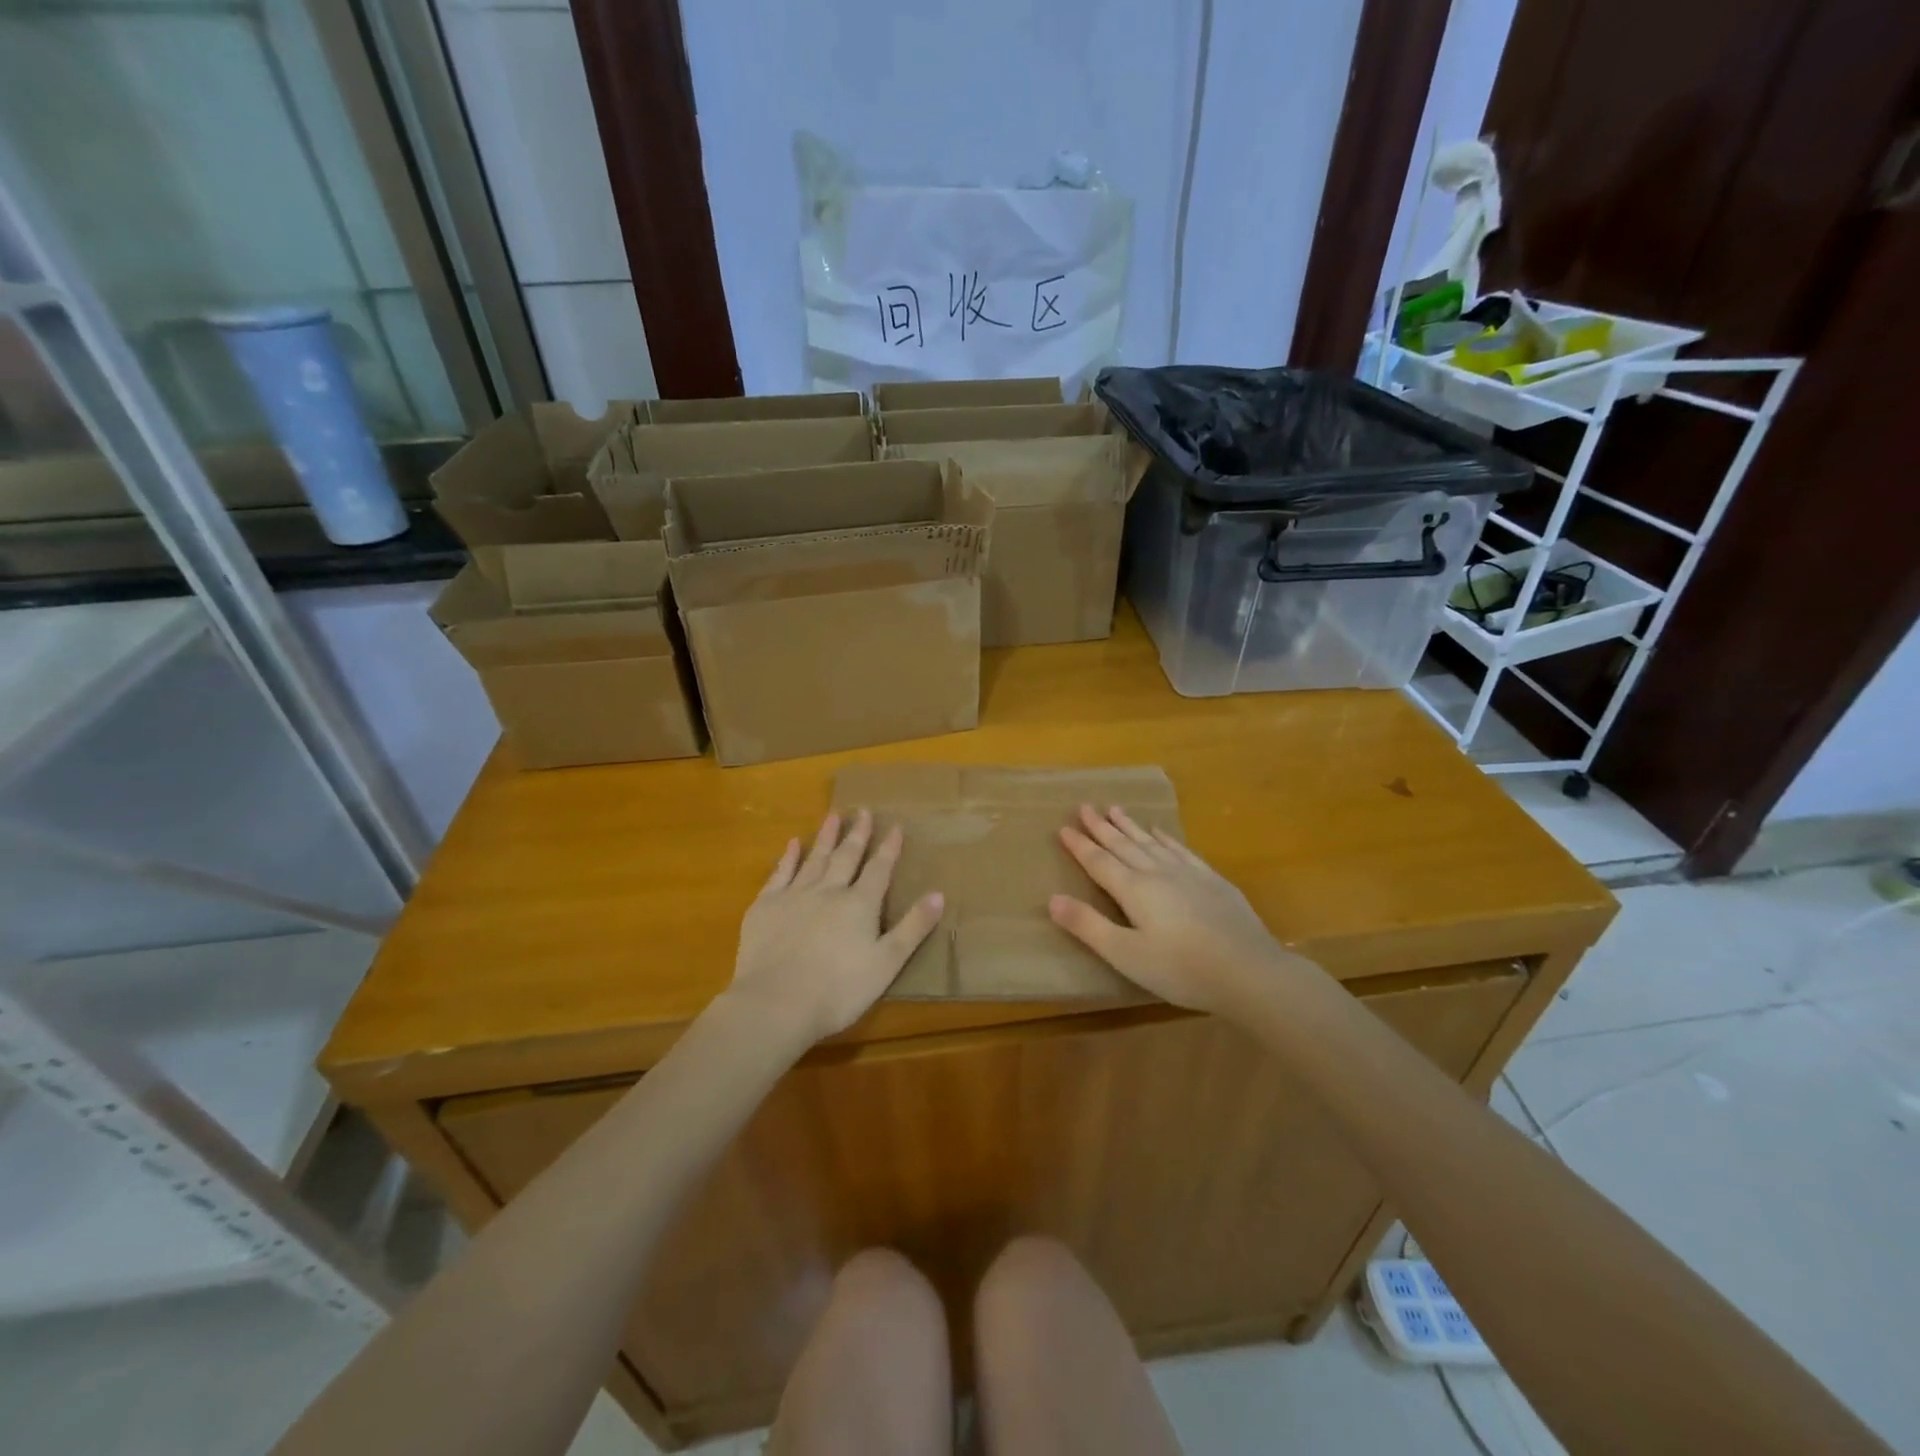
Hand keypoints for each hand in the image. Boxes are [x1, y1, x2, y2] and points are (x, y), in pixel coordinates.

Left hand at [728, 809, 944, 1044]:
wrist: (776, 1002)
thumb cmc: (839, 989)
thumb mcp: (887, 963)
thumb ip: (913, 927)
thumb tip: (938, 894)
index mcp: (860, 904)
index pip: (879, 869)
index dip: (888, 848)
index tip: (895, 826)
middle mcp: (829, 890)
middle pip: (846, 856)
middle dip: (857, 834)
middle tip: (863, 811)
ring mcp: (795, 895)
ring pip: (814, 858)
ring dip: (825, 837)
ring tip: (832, 816)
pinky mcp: (766, 907)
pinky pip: (780, 874)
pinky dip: (788, 857)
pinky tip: (792, 844)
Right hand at [1048, 804, 1290, 1016]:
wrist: (1249, 971)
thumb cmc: (1181, 969)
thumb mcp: (1126, 954)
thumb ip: (1088, 926)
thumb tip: (1052, 899)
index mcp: (1133, 890)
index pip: (1099, 862)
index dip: (1080, 845)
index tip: (1063, 827)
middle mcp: (1157, 872)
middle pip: (1123, 845)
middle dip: (1101, 827)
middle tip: (1085, 806)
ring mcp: (1188, 873)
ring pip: (1151, 842)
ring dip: (1130, 826)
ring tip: (1115, 809)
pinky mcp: (1212, 880)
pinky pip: (1181, 849)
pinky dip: (1165, 838)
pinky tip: (1160, 832)